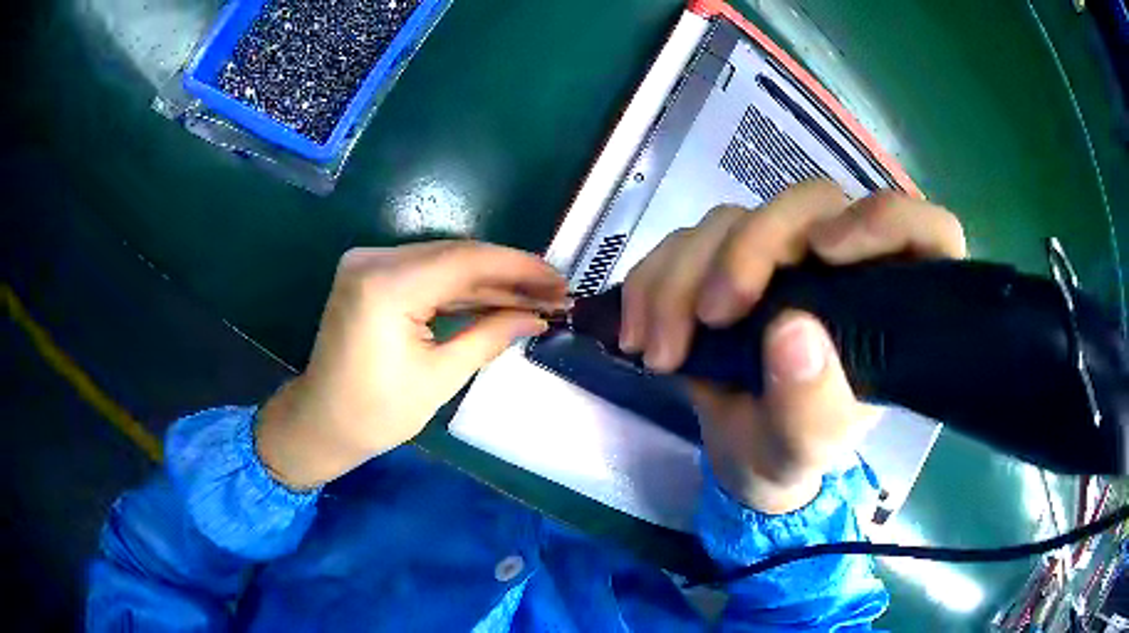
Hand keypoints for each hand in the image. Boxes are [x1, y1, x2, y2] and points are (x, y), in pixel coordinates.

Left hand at [256, 241, 567, 489]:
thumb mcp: (440, 377)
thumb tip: (538, 317)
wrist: (322, 421)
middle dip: (508, 274)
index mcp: (386, 286)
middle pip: (456, 255)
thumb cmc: (377, 413)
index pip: (465, 261)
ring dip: (488, 280)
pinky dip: (459, 287)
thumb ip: (490, 335)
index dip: (518, 268)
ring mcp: (368, 263)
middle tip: (554, 290)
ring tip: (535, 295)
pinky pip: (425, 273)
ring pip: (443, 262)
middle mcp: (373, 260)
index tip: (559, 280)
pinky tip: (496, 296)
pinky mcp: (369, 274)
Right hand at [620, 181, 965, 512]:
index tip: (826, 251)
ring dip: (684, 277)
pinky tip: (640, 334)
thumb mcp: (803, 450)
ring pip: (734, 219)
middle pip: (811, 204)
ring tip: (660, 352)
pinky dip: (653, 280)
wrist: (737, 455)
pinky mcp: (729, 258)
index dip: (886, 220)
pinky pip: (685, 241)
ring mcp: (783, 254)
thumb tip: (791, 332)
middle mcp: (843, 263)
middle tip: (714, 315)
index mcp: (890, 303)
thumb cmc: (788, 454)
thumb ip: (811, 407)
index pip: (925, 232)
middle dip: (752, 249)